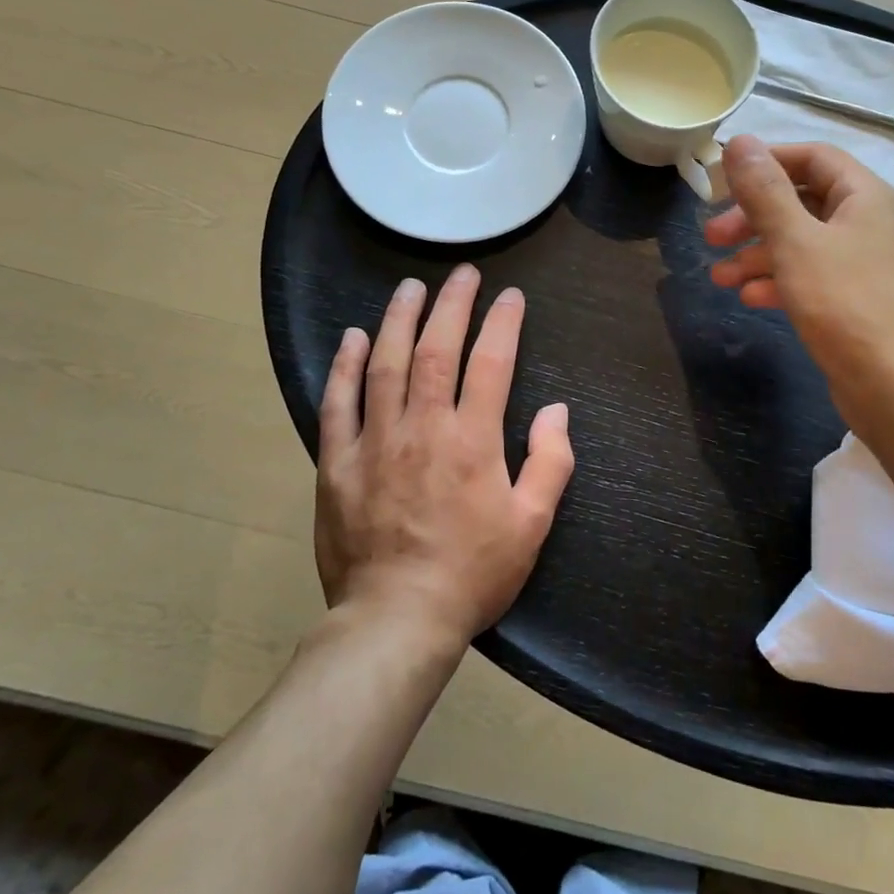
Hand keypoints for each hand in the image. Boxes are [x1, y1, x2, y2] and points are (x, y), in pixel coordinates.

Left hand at [317, 266, 573, 647]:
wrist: (397, 620)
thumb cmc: (472, 573)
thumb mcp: (532, 525)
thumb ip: (550, 463)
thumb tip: (556, 411)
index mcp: (473, 440)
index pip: (492, 362)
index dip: (503, 322)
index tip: (511, 296)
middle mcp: (423, 427)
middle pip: (437, 349)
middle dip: (452, 304)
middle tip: (461, 274)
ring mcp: (375, 441)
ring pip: (386, 364)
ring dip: (399, 320)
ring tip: (410, 287)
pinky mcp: (337, 462)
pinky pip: (338, 403)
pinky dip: (345, 366)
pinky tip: (353, 337)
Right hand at [706, 136, 893, 429]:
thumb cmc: (846, 303)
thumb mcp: (796, 241)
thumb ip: (765, 191)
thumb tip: (740, 141)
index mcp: (865, 196)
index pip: (813, 157)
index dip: (766, 162)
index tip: (722, 180)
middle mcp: (870, 223)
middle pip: (802, 202)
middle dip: (752, 218)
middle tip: (710, 236)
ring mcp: (866, 264)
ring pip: (802, 244)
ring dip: (757, 255)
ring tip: (718, 277)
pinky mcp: (857, 301)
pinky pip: (812, 277)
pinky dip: (779, 282)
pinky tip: (749, 298)